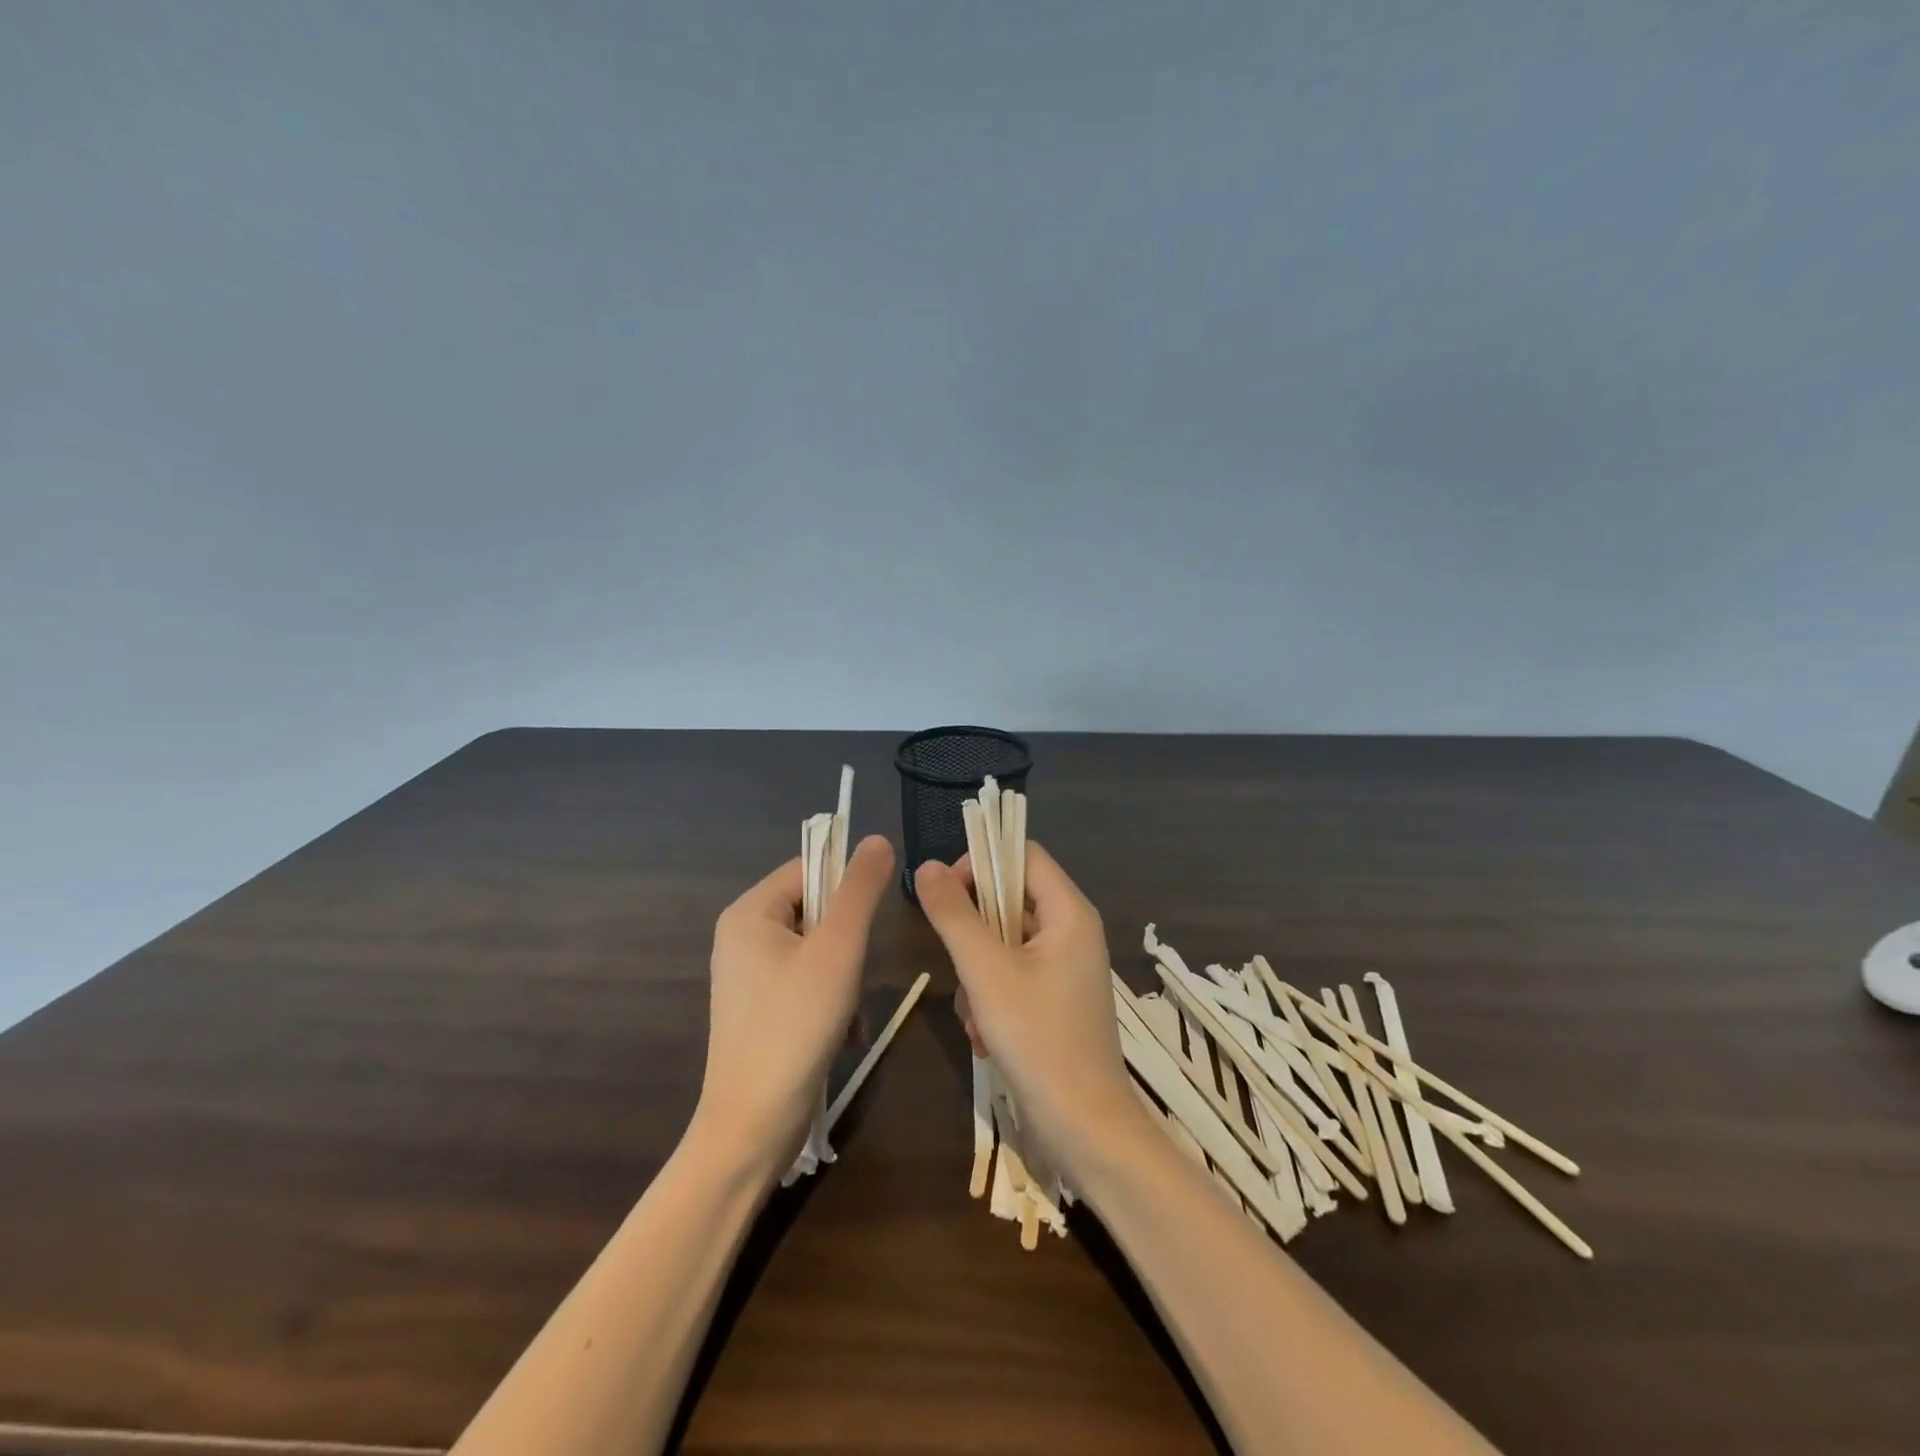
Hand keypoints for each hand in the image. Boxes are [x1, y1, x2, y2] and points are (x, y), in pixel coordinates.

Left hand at [692, 835, 894, 1180]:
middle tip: (854, 975)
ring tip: (852, 1013)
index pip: (810, 868)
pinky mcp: (759, 1009)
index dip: (846, 888)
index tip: (869, 925)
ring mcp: (748, 976)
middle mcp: (742, 936)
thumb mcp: (839, 948)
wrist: (753, 1125)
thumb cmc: (795, 1025)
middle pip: (816, 909)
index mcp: (750, 912)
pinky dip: (832, 1001)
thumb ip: (860, 889)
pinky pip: (806, 982)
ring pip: (818, 949)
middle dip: (848, 943)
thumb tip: (876, 839)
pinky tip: (846, 1033)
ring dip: (846, 976)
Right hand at [914, 843, 1142, 1182]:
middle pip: (1010, 900)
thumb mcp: (986, 972)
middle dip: (974, 933)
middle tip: (958, 964)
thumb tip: (927, 867)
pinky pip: (1012, 976)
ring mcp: (1065, 969)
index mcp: (1069, 912)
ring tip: (976, 1016)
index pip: (1023, 855)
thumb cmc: (1038, 1040)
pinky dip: (992, 999)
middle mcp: (1072, 932)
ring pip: (1004, 943)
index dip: (981, 862)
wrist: (1085, 1129)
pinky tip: (985, 1036)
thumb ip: (954, 915)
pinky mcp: (1055, 1001)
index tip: (944, 892)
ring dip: (978, 975)